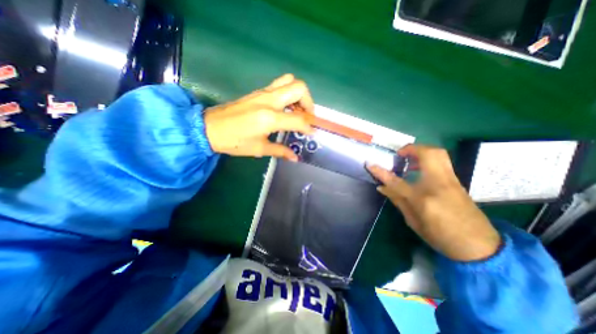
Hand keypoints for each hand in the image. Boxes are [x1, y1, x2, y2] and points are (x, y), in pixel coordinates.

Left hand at [205, 73, 312, 160]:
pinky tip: (285, 107)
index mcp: (269, 118)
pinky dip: (289, 93)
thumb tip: (295, 157)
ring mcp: (263, 93)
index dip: (308, 127)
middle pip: (299, 88)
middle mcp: (269, 100)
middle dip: (309, 102)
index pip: (298, 119)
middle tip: (307, 117)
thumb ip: (280, 151)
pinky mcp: (258, 92)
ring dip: (299, 95)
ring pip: (290, 81)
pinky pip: (280, 84)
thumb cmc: (234, 141)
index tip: (312, 133)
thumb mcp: (259, 149)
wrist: (209, 128)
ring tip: (297, 111)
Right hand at [365, 144, 498, 261]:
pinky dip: (428, 159)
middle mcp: (439, 184)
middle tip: (399, 155)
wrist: (480, 246)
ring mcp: (451, 181)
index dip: (380, 171)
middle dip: (411, 149)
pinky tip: (419, 171)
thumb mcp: (413, 222)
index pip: (396, 181)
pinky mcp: (457, 181)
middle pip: (427, 154)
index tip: (369, 164)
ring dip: (420, 151)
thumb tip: (381, 187)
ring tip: (408, 161)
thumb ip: (397, 200)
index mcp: (423, 199)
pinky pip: (442, 161)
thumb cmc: (441, 236)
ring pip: (438, 153)